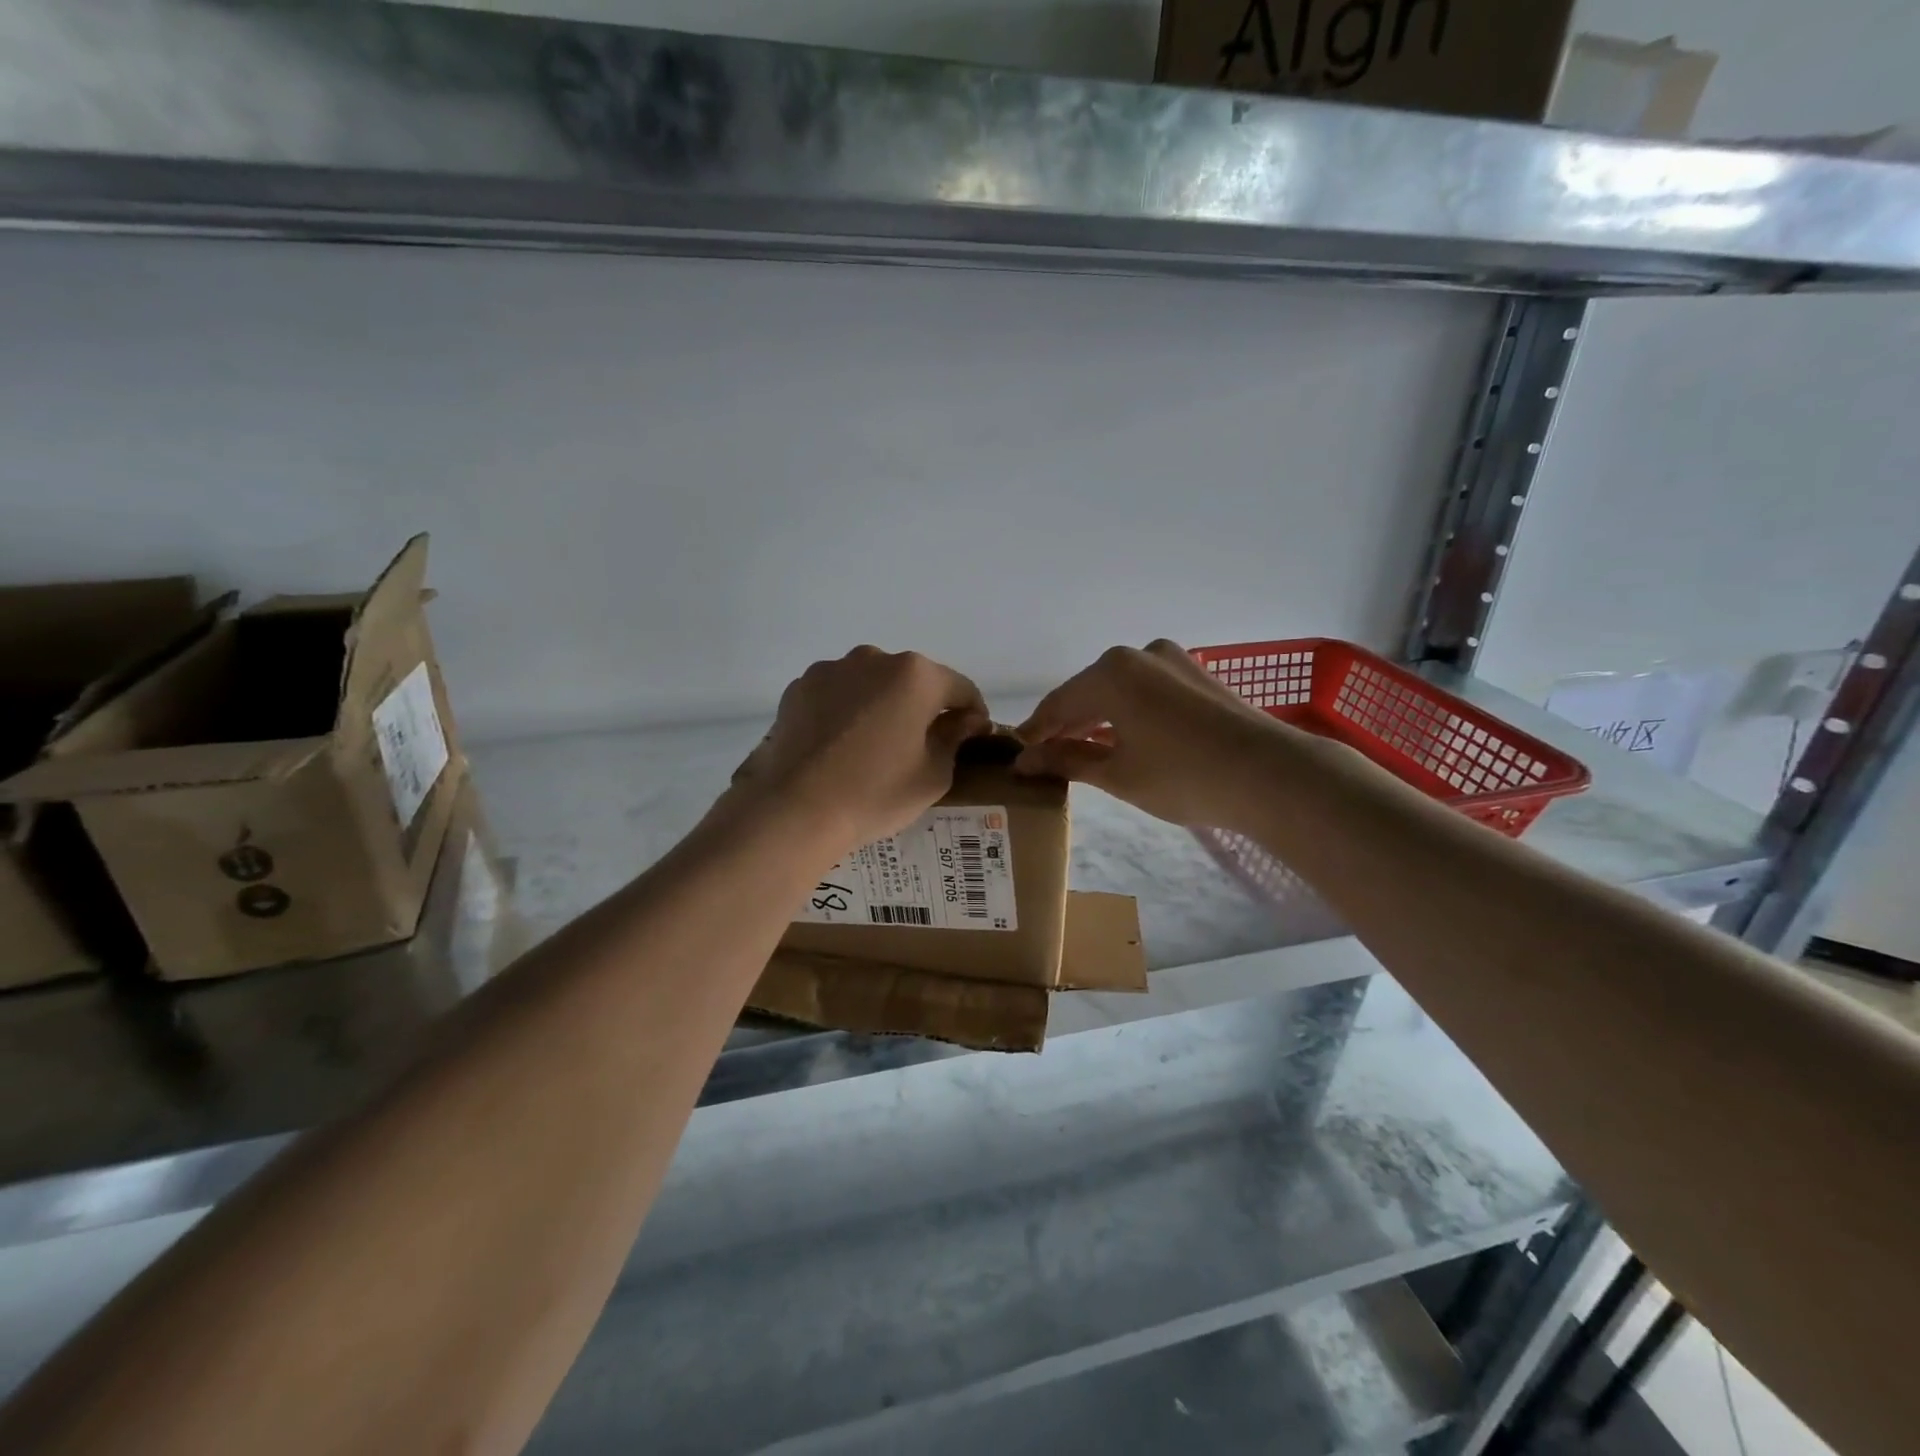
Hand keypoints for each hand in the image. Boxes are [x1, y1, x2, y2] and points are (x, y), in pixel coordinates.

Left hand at [727, 647, 990, 857]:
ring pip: (872, 684)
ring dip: (882, 705)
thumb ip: (954, 738)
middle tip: (922, 745)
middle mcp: (874, 659)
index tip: (973, 736)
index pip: (961, 688)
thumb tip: (964, 721)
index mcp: (916, 676)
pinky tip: (841, 745)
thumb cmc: (875, 793)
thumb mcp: (933, 775)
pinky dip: (847, 711)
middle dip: (923, 706)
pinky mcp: (799, 688)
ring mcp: (832, 670)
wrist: (795, 809)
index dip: (973, 713)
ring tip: (875, 745)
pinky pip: (837, 694)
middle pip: (914, 680)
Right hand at [1015, 640, 1298, 829]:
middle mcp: (1138, 654)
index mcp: (1110, 672)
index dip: (1035, 732)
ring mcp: (1173, 660)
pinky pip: (1147, 691)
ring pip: (1119, 690)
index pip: (1057, 704)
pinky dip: (1128, 713)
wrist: (1270, 775)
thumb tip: (1024, 760)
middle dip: (1066, 724)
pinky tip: (1122, 738)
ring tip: (1081, 750)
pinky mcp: (1198, 675)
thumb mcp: (1117, 774)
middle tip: (1045, 756)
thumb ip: (1067, 760)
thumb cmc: (1182, 777)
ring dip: (1097, 719)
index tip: (1016, 754)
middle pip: (1087, 692)